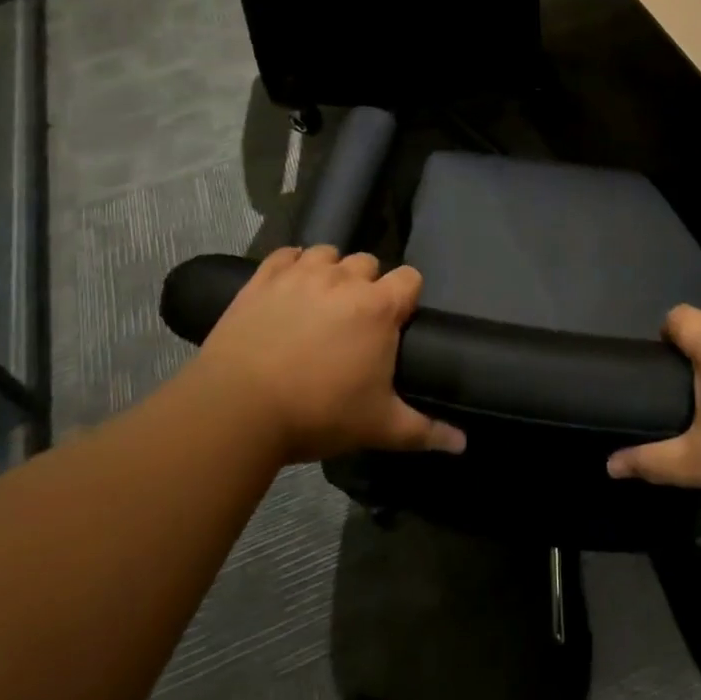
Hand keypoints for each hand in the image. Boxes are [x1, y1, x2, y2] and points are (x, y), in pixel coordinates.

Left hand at [183, 246, 465, 463]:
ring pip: (328, 254)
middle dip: (367, 286)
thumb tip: (463, 445)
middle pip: (369, 263)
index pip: (410, 278)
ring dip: (330, 272)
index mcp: (378, 307)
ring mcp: (301, 274)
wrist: (238, 409)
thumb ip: (425, 431)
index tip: (396, 323)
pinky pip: (286, 254)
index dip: (406, 297)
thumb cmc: (318, 414)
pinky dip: (291, 265)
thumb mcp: (378, 426)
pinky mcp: (264, 277)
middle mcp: (344, 279)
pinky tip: (288, 289)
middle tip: (354, 322)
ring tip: (320, 303)